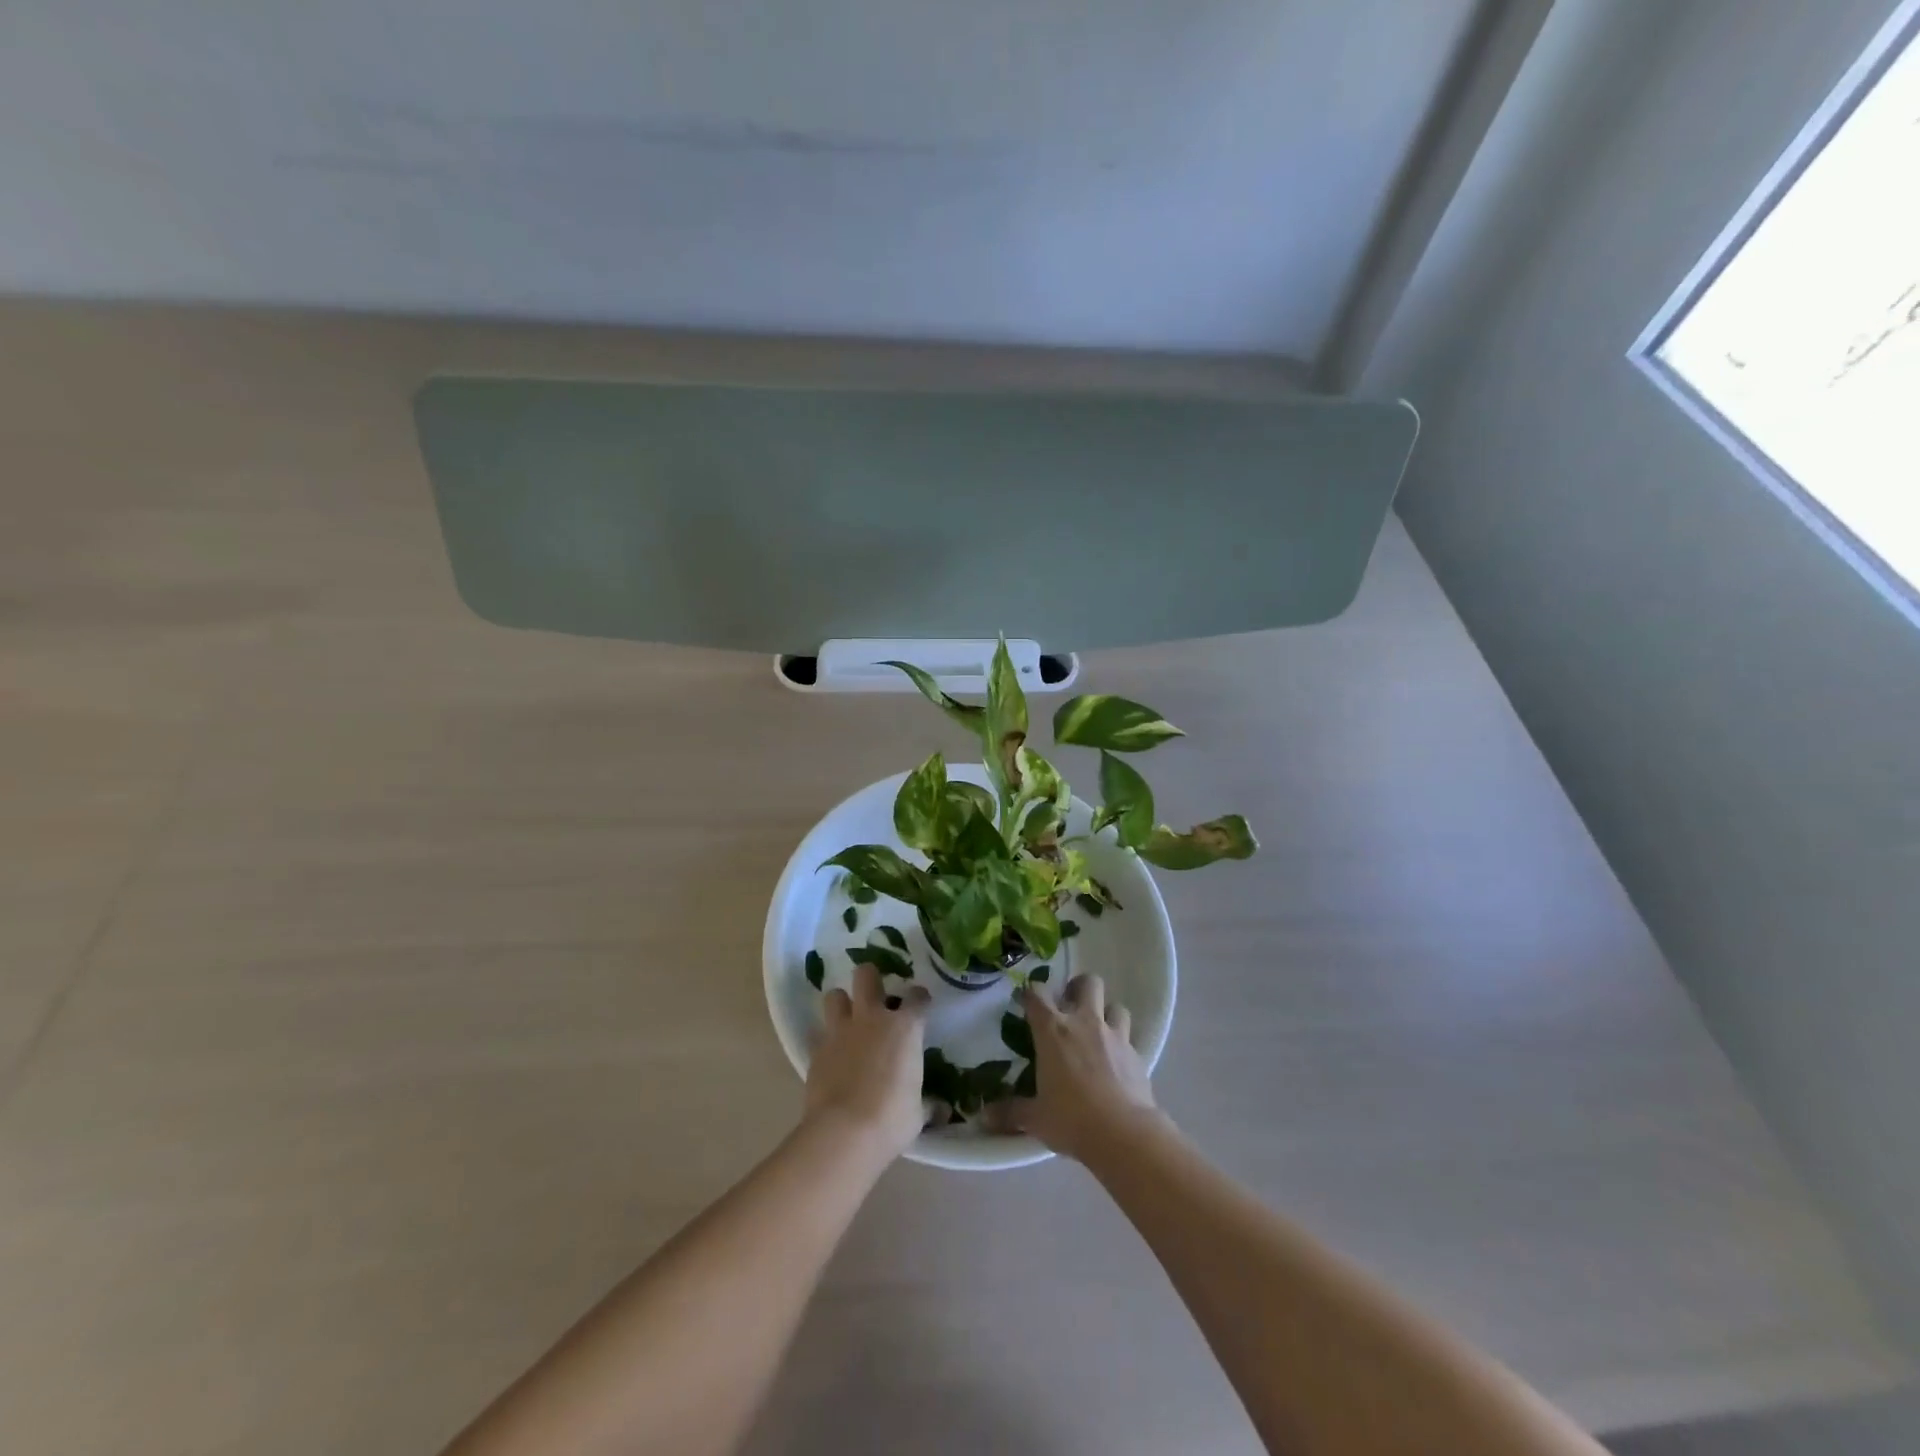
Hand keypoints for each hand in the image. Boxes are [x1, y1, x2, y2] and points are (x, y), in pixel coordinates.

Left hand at [805, 961, 931, 1158]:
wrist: (844, 1132)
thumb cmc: (892, 1118)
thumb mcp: (917, 1113)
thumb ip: (927, 1104)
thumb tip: (941, 1110)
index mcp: (904, 1028)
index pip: (917, 997)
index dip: (920, 999)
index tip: (921, 1004)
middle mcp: (871, 1019)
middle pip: (866, 975)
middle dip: (870, 978)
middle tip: (876, 996)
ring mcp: (840, 1031)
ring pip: (835, 996)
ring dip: (842, 1004)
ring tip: (848, 1020)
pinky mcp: (816, 1050)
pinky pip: (818, 1034)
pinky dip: (825, 1040)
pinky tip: (832, 1054)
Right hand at [995, 974, 1163, 1160]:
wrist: (1124, 1134)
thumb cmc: (1071, 1119)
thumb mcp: (1036, 1119)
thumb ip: (1010, 1113)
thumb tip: (984, 1116)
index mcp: (1053, 1031)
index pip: (1037, 994)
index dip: (1030, 992)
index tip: (1026, 1000)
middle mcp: (1084, 1023)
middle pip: (1087, 983)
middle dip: (1079, 987)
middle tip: (1070, 1005)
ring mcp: (1114, 1036)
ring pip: (1115, 1005)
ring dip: (1106, 1012)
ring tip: (1098, 1031)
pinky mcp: (1137, 1054)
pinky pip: (1129, 1037)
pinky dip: (1122, 1044)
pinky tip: (1116, 1062)